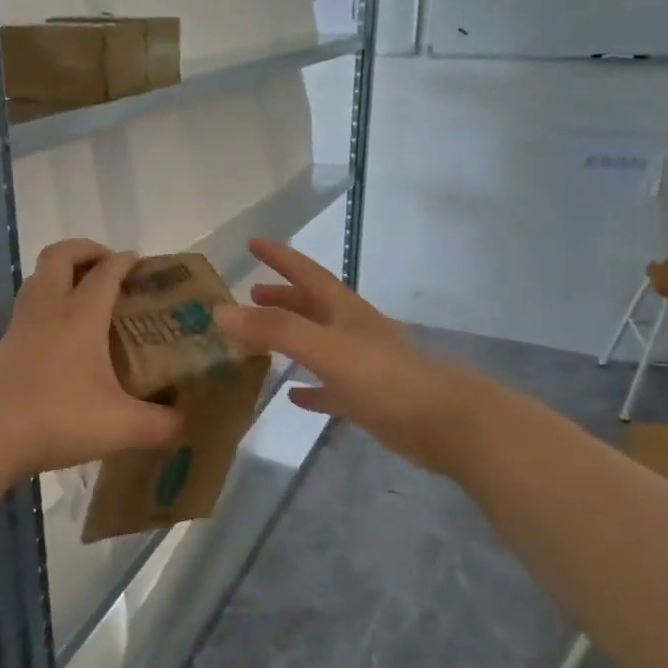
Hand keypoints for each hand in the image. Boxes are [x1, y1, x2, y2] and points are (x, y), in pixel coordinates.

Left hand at [0, 240, 180, 476]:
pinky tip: (62, 332)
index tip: (143, 266)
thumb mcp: (122, 427)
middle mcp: (49, 308)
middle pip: (61, 254)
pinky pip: (29, 303)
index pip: (106, 271)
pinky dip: (48, 299)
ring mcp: (22, 324)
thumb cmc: (58, 419)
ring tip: (86, 293)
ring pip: (39, 276)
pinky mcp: (6, 343)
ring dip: (63, 272)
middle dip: (87, 250)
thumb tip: (183, 422)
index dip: (126, 261)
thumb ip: (161, 424)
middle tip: (110, 268)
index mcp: (81, 315)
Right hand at [217, 239, 463, 471]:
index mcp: (345, 311)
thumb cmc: (386, 379)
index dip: (280, 257)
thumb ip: (275, 330)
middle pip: (312, 306)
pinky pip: (330, 387)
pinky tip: (293, 396)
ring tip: (261, 341)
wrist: (447, 424)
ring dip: (292, 338)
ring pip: (319, 344)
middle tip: (251, 293)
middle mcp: (353, 331)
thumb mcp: (325, 348)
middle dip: (282, 296)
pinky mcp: (368, 399)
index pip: (307, 274)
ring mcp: (363, 365)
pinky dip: (310, 387)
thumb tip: (220, 312)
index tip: (253, 243)